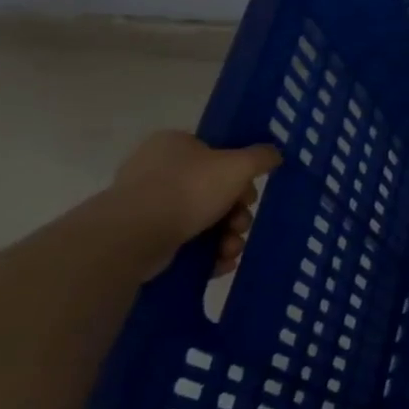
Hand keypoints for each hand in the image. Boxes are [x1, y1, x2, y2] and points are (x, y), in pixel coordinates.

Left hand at [106, 132, 281, 275]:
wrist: (133, 236)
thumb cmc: (189, 189)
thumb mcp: (239, 165)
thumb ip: (262, 156)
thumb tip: (274, 153)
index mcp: (175, 145)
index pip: (217, 155)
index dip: (241, 176)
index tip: (250, 194)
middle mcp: (157, 170)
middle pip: (216, 191)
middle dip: (237, 214)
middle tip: (241, 224)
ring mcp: (147, 205)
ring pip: (204, 220)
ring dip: (227, 236)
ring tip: (230, 249)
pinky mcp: (142, 237)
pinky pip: (186, 242)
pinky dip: (207, 253)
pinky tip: (219, 263)